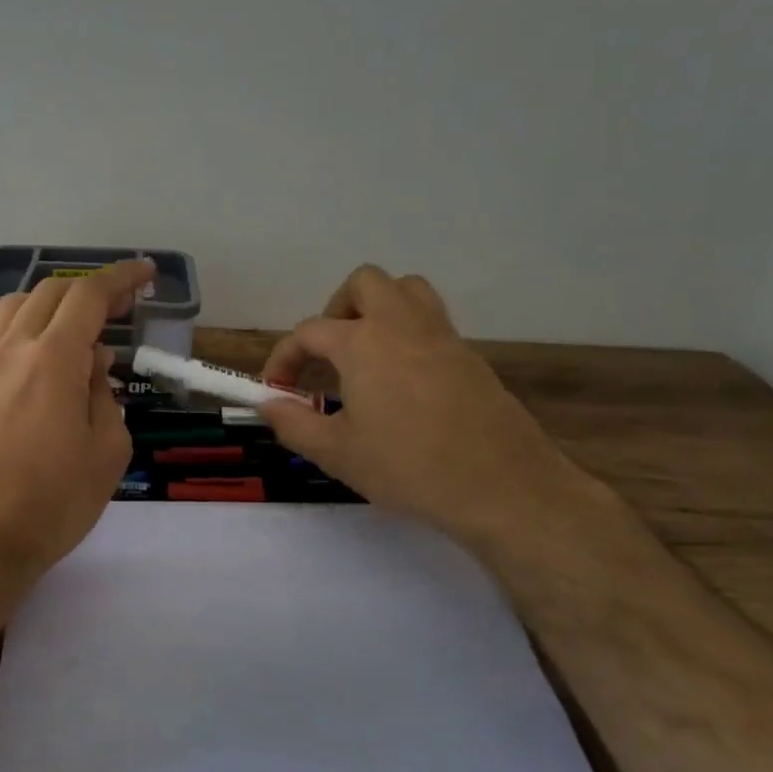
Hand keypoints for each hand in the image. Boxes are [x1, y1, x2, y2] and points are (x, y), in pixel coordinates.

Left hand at [0, 259, 155, 586]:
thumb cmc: (51, 504)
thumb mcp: (106, 453)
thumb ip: (105, 396)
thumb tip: (93, 364)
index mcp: (52, 359)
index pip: (88, 296)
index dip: (120, 278)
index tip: (145, 273)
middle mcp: (12, 351)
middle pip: (50, 292)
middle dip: (90, 288)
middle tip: (122, 305)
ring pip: (18, 309)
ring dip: (54, 303)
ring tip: (82, 325)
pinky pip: (1, 337)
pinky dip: (30, 328)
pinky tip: (48, 360)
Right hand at [257, 266, 589, 550]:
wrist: (503, 488)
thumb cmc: (409, 467)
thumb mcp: (337, 453)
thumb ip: (293, 423)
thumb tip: (268, 404)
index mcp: (362, 342)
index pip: (308, 332)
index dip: (284, 358)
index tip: (276, 390)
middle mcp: (401, 325)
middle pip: (365, 283)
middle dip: (337, 308)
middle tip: (329, 352)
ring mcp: (442, 337)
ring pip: (406, 291)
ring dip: (379, 308)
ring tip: (366, 352)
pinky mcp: (470, 357)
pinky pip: (432, 322)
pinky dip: (409, 334)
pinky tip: (404, 381)